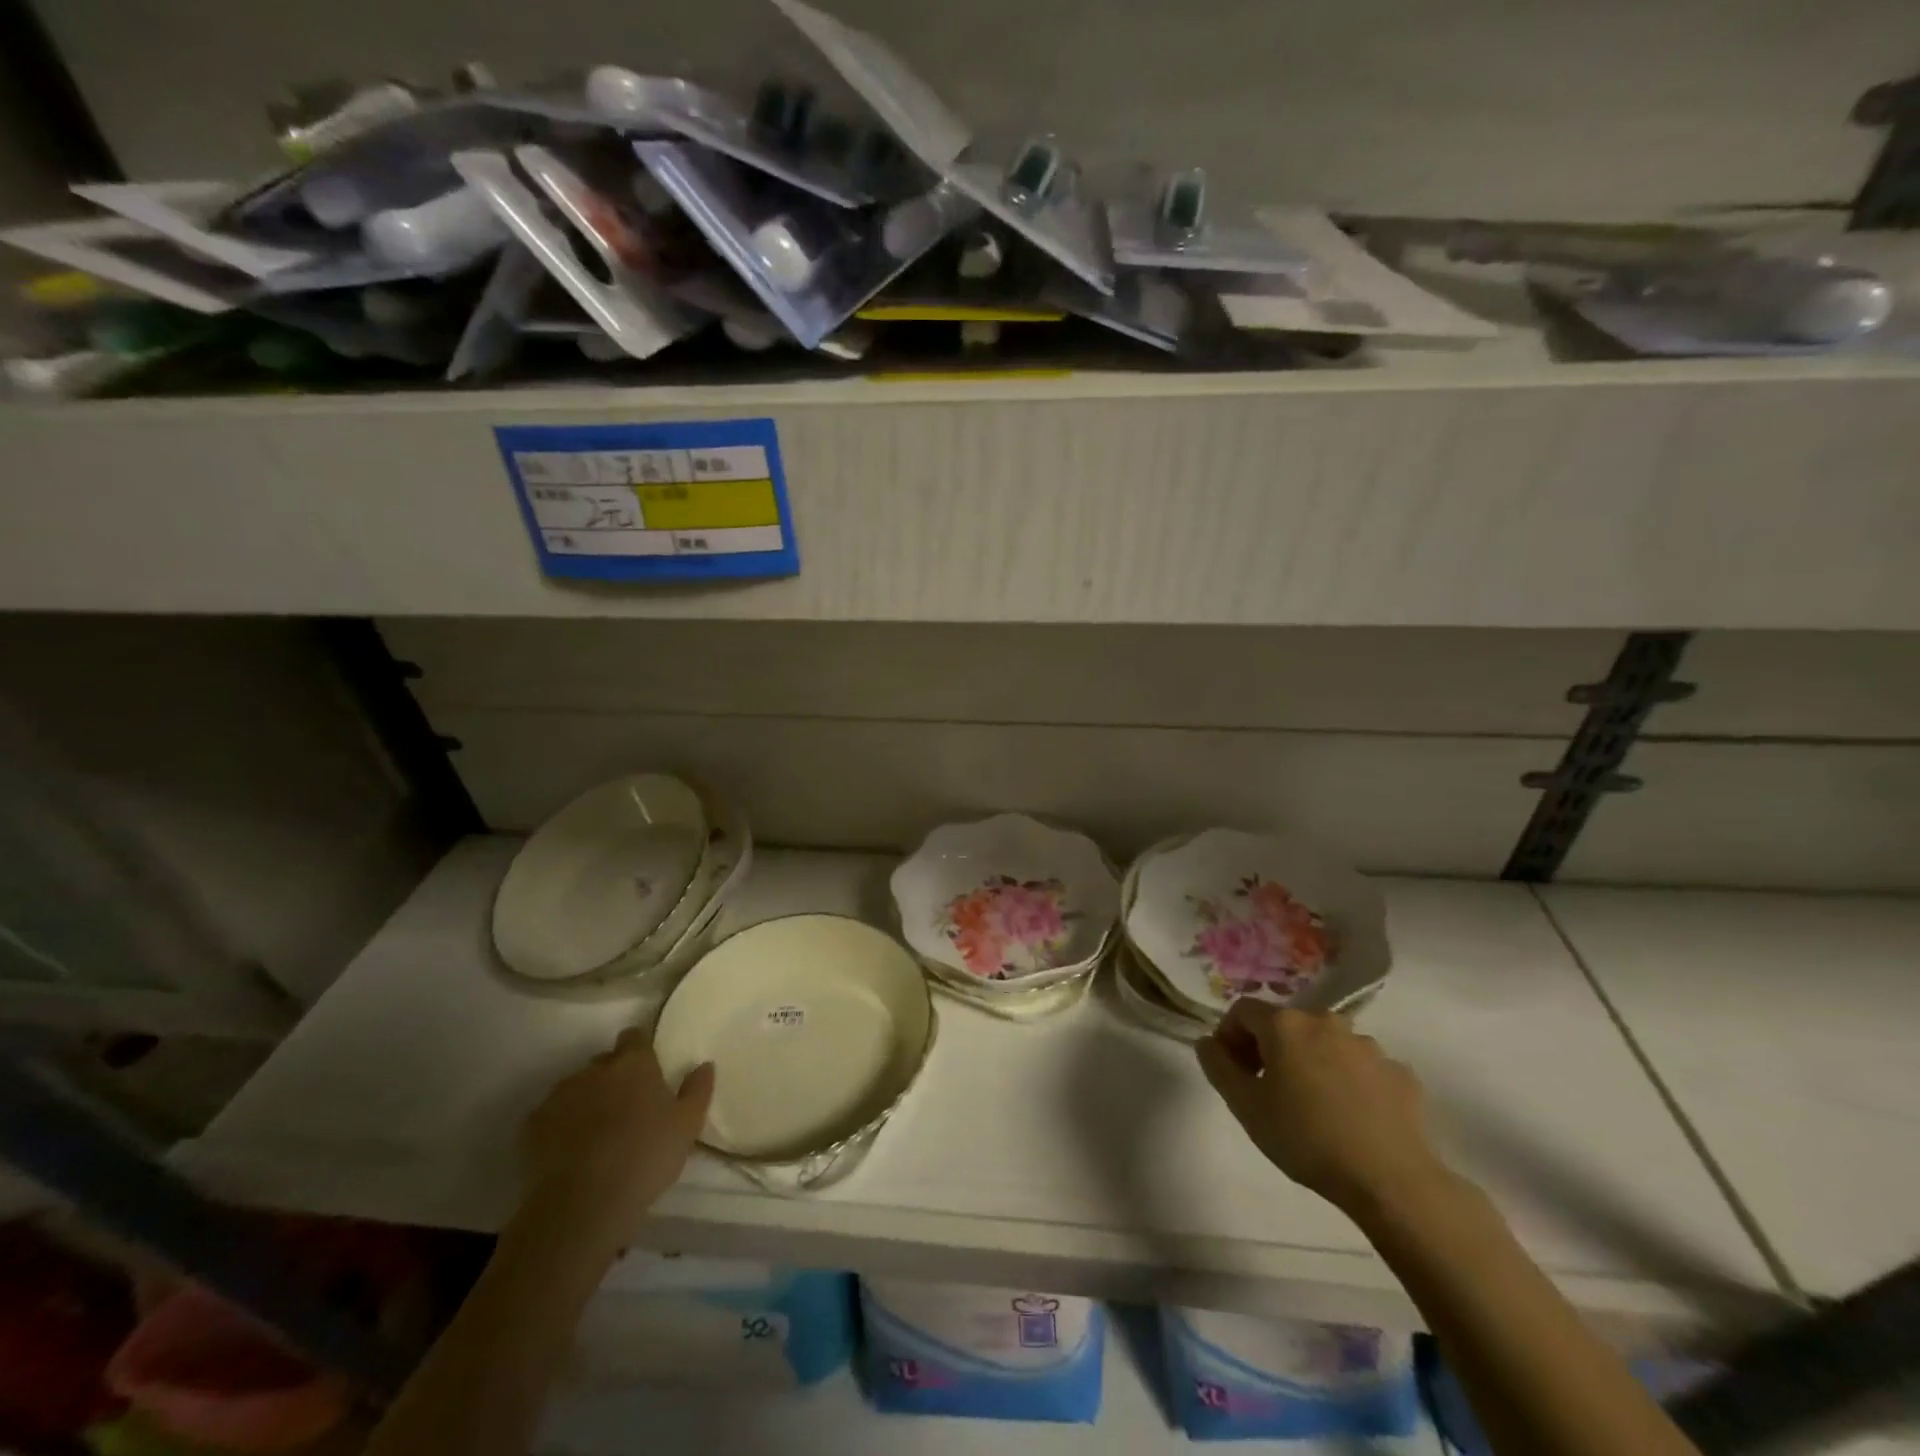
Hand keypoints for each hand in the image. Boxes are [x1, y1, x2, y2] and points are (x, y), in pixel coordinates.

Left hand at [521, 1028, 713, 1251]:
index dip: (639, 1049)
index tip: (646, 1069)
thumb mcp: (687, 1125)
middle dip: (612, 1076)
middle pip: (604, 1061)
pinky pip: (550, 1115)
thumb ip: (698, 1090)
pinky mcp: (533, 1125)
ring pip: (576, 1087)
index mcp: (634, 1063)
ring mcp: (560, 1095)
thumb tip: (705, 1064)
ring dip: (586, 1099)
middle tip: (625, 1106)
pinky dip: (560, 1125)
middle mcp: (595, 1069)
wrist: (582, 1203)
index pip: (634, 1037)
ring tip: (595, 1132)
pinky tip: (569, 1150)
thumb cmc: (645, 1156)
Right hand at [1196, 1001, 1448, 1218]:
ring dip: (1311, 1062)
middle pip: (1285, 1024)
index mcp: (1285, 1024)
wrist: (1390, 1180)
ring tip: (1312, 1105)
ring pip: (1325, 1044)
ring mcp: (1368, 1045)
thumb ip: (1218, 1066)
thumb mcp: (1245, 1106)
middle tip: (1266, 1088)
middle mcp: (1326, 1021)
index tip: (1231, 1070)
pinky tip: (1350, 1116)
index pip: (1243, 1011)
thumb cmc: (1306, 1138)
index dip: (1229, 1035)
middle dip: (1269, 1048)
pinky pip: (1362, 1067)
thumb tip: (1207, 1042)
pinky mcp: (1400, 1072)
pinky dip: (1349, 1081)